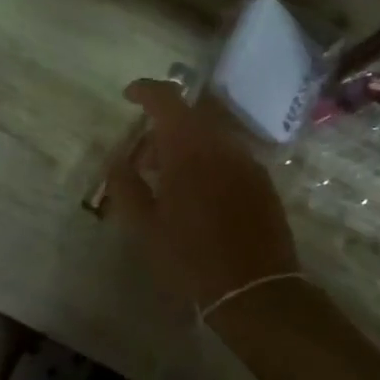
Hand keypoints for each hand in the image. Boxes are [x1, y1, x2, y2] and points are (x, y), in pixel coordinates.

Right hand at [103, 79, 298, 311]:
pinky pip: (228, 157)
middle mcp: (222, 144)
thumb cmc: (190, 257)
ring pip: (211, 137)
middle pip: (190, 117)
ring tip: (168, 181)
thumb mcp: (144, 226)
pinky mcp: (263, 182)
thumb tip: (117, 159)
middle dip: (163, 128)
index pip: (166, 98)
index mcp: (189, 148)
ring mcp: (247, 161)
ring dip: (186, 146)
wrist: (255, 289)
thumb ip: (125, 184)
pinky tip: (198, 195)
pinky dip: (208, 161)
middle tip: (143, 159)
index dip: (145, 90)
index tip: (129, 96)